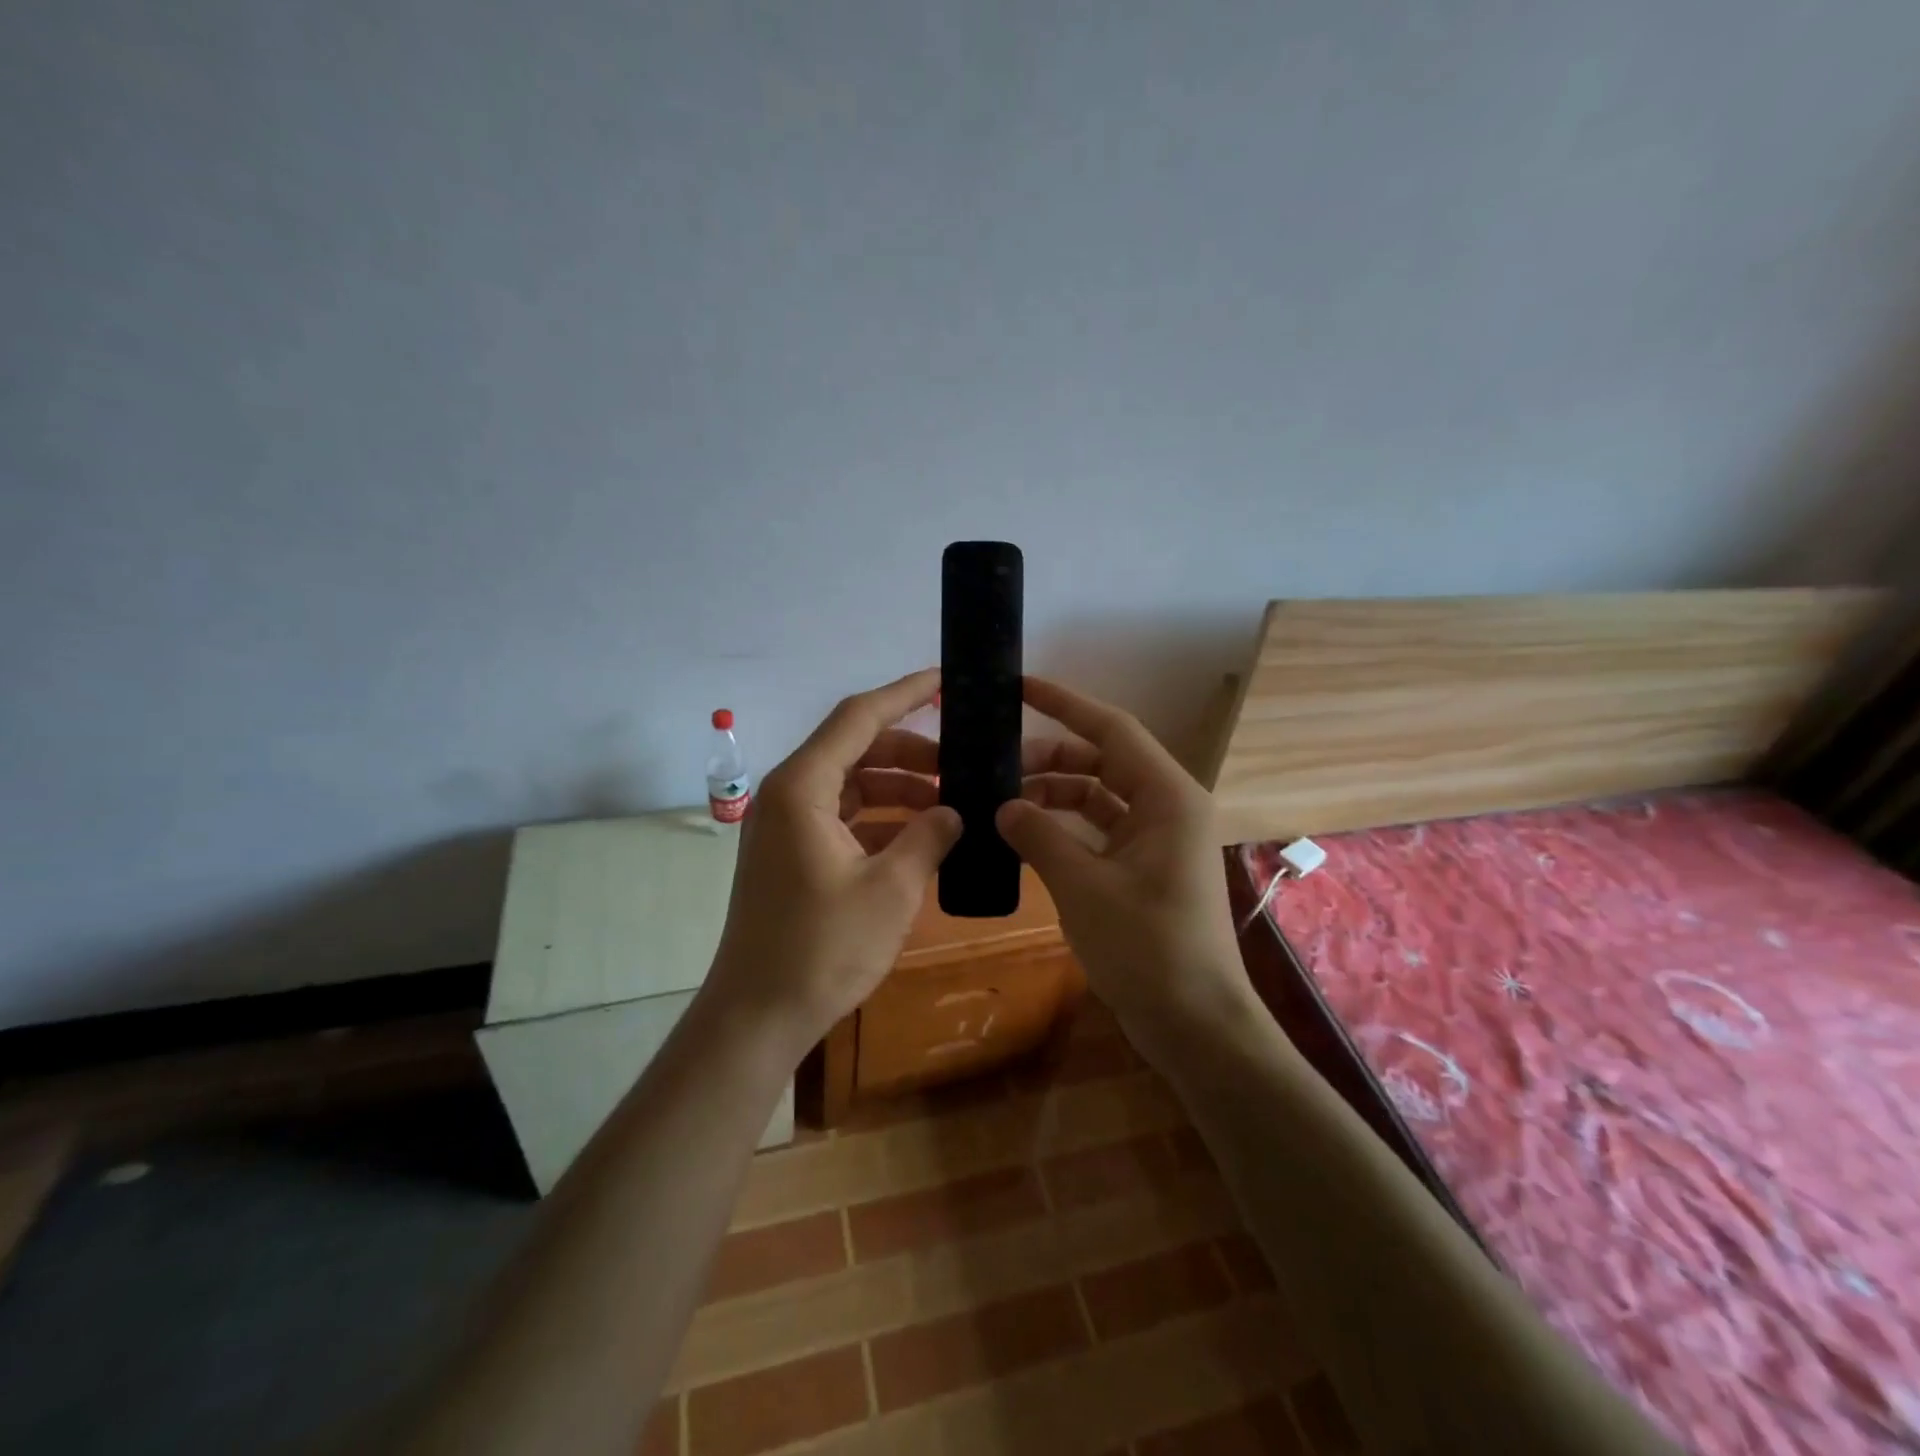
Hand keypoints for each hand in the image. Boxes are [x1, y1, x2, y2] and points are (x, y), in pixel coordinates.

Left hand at [707, 668, 961, 1051]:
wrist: (757, 1017)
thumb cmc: (822, 949)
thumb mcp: (891, 890)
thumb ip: (928, 837)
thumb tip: (953, 811)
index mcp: (803, 788)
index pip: (859, 717)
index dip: (905, 694)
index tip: (945, 679)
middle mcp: (788, 794)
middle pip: (855, 748)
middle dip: (911, 751)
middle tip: (963, 762)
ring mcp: (785, 825)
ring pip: (851, 783)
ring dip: (898, 787)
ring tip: (950, 803)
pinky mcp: (790, 853)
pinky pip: (842, 815)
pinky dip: (879, 817)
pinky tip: (919, 835)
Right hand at [997, 676, 1250, 1032]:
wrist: (1195, 1024)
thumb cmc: (1147, 947)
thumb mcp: (1083, 886)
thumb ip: (1039, 836)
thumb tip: (1002, 806)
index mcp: (1167, 796)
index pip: (1111, 729)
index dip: (1065, 704)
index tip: (1020, 688)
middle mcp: (1166, 807)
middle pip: (1101, 762)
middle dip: (1048, 760)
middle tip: (994, 768)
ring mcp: (1157, 840)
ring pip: (1098, 798)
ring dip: (1053, 798)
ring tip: (1000, 807)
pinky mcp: (1145, 869)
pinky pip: (1099, 832)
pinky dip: (1065, 830)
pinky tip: (1024, 839)